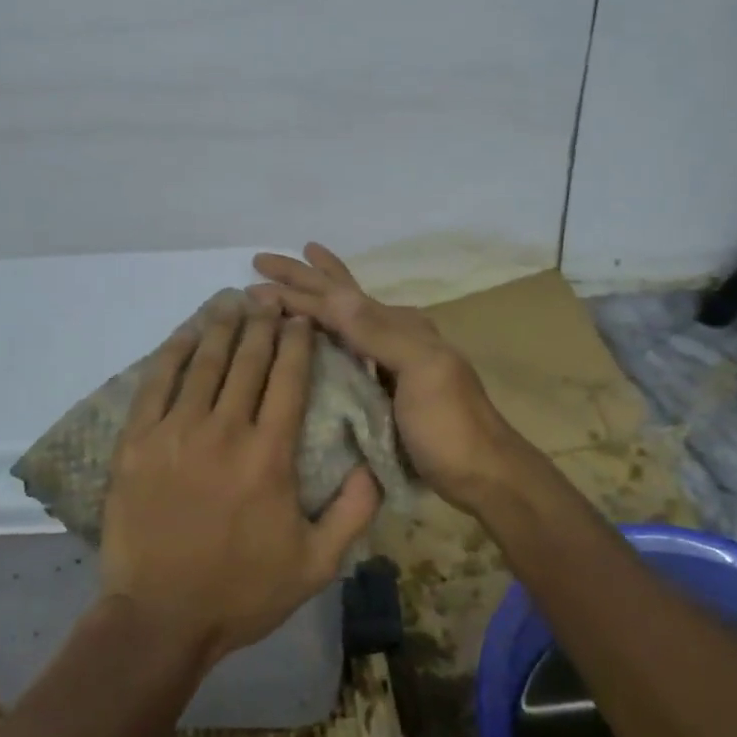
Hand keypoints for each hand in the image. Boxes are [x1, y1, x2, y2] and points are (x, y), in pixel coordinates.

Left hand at [100, 296, 380, 667]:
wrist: (159, 618)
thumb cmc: (241, 592)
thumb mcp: (316, 565)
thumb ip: (354, 511)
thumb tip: (374, 463)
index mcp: (270, 455)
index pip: (289, 379)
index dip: (297, 343)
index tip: (302, 320)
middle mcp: (225, 431)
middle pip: (248, 361)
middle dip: (262, 324)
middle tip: (268, 301)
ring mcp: (176, 432)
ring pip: (204, 363)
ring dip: (221, 326)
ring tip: (232, 301)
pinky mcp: (137, 441)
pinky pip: (156, 383)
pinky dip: (174, 351)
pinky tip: (186, 332)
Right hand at [250, 244, 521, 511]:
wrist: (483, 475)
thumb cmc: (450, 424)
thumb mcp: (420, 371)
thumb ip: (377, 332)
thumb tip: (331, 292)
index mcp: (399, 326)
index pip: (337, 301)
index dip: (296, 291)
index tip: (253, 284)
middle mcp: (392, 335)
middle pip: (339, 298)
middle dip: (303, 278)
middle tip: (262, 260)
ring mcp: (389, 362)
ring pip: (343, 320)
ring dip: (316, 298)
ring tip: (295, 275)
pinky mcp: (383, 390)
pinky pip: (346, 351)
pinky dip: (326, 334)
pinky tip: (316, 334)